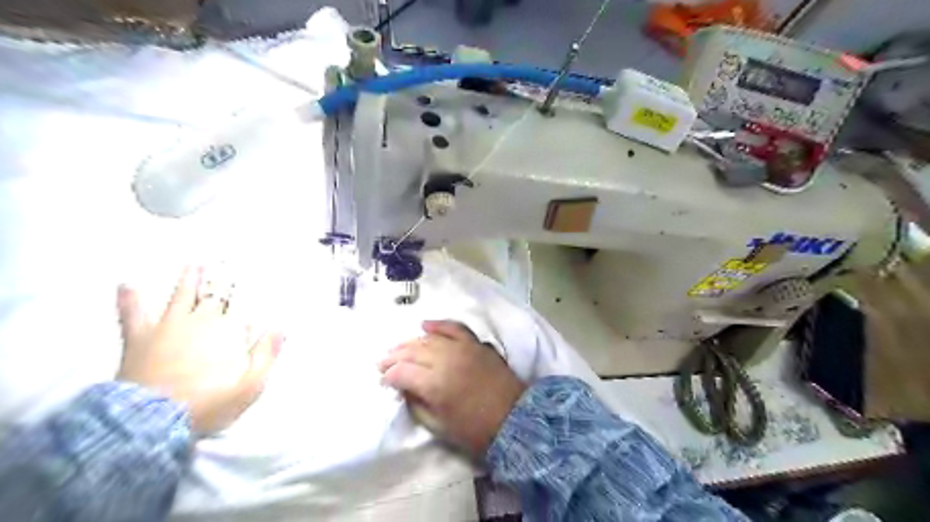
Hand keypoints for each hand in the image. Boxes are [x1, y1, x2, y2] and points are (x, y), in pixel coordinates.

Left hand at [116, 268, 283, 434]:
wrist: (153, 422)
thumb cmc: (208, 404)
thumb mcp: (251, 385)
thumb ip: (267, 354)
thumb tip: (280, 329)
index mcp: (229, 332)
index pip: (242, 308)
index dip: (249, 297)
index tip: (255, 283)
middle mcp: (201, 322)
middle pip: (215, 296)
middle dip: (224, 281)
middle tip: (228, 265)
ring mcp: (169, 327)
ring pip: (181, 295)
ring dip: (189, 279)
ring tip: (195, 264)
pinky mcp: (140, 338)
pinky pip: (133, 313)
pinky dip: (131, 298)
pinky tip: (127, 284)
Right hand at [376, 321, 522, 455]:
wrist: (515, 419)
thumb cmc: (476, 430)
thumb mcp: (440, 426)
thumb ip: (417, 406)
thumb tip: (403, 390)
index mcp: (435, 385)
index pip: (402, 372)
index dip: (389, 376)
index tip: (383, 380)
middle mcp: (446, 361)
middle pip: (412, 352)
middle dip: (394, 357)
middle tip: (382, 362)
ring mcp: (462, 348)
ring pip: (429, 339)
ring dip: (411, 342)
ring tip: (399, 348)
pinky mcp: (476, 344)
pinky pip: (454, 328)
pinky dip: (439, 325)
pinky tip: (425, 325)